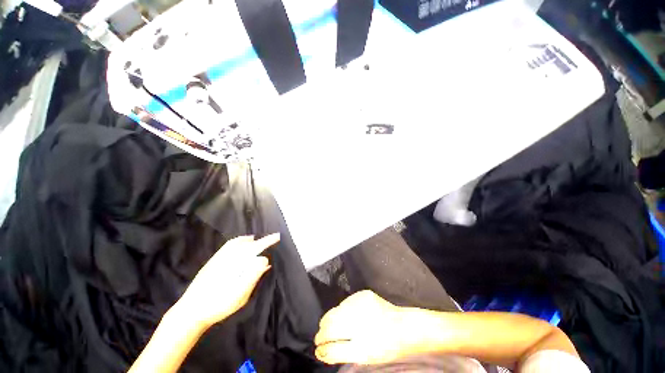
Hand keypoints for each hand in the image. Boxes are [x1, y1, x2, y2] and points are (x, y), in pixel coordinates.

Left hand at [175, 234, 278, 328]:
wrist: (191, 311)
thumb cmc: (218, 305)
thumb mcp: (241, 294)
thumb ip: (254, 276)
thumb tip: (265, 260)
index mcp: (237, 263)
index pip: (257, 248)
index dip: (268, 241)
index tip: (278, 236)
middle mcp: (229, 256)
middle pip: (250, 243)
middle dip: (262, 240)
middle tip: (272, 239)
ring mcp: (220, 257)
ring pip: (239, 242)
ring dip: (251, 240)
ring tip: (257, 240)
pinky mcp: (213, 260)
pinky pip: (229, 245)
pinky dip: (238, 241)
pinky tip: (241, 243)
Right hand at [315, 290, 419, 364]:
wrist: (403, 326)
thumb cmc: (385, 347)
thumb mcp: (364, 357)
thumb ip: (341, 353)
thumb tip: (321, 351)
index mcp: (362, 347)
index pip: (332, 347)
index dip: (322, 347)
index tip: (317, 347)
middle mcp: (361, 324)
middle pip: (330, 326)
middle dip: (322, 332)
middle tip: (320, 336)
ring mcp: (362, 306)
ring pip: (335, 312)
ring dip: (329, 319)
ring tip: (329, 325)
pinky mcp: (363, 294)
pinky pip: (344, 303)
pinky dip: (341, 310)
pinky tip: (344, 315)